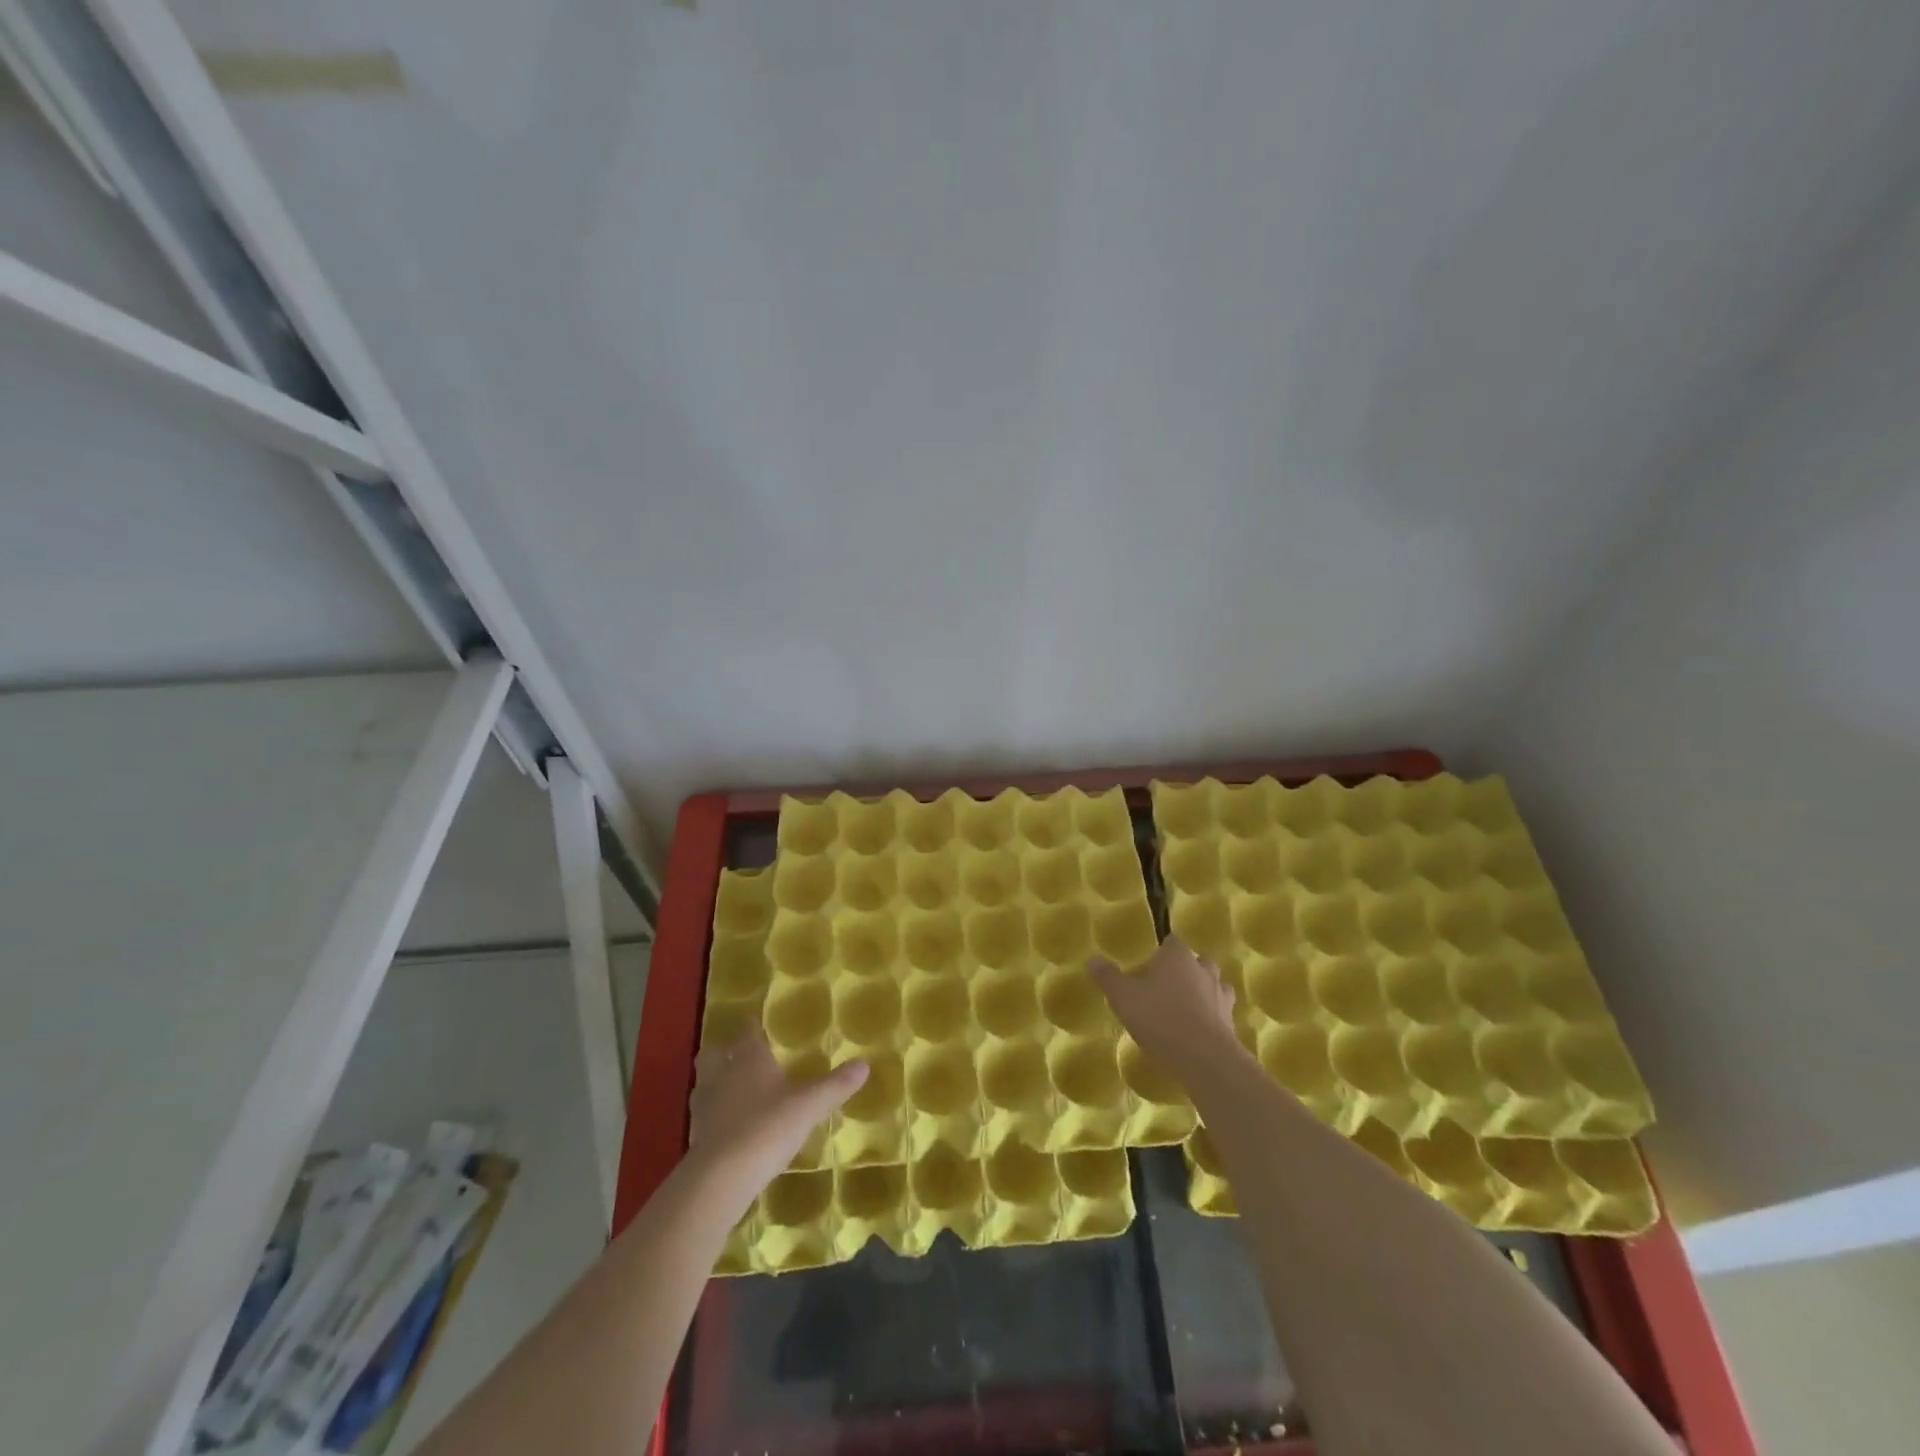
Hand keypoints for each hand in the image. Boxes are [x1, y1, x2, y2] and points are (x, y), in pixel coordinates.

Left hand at [687, 1030, 866, 1193]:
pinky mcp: (696, 1137)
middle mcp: (721, 1075)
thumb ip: (835, 1086)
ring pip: (704, 1084)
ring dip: (715, 1083)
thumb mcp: (809, 1106)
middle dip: (723, 1051)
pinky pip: (703, 1116)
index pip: (746, 1032)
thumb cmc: (767, 1127)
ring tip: (732, 1090)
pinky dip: (714, 1116)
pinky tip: (729, 1127)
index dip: (750, 1027)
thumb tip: (864, 1065)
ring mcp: (704, 1106)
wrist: (721, 1178)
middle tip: (738, 1055)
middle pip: (713, 1054)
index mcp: (748, 1059)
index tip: (755, 1025)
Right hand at [1091, 935, 1238, 1075]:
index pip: (1172, 942)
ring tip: (1182, 1010)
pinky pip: (1219, 1013)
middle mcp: (1203, 970)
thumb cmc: (1159, 1017)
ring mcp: (1221, 997)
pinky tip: (1194, 1033)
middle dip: (1184, 971)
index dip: (1160, 952)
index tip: (1147, 967)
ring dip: (1201, 993)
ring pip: (1213, 986)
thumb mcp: (1123, 997)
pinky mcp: (1231, 1024)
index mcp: (1178, 956)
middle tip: (1164, 988)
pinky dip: (1209, 1018)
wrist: (1204, 1059)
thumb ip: (1107, 977)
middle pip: (1196, 962)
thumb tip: (1093, 959)